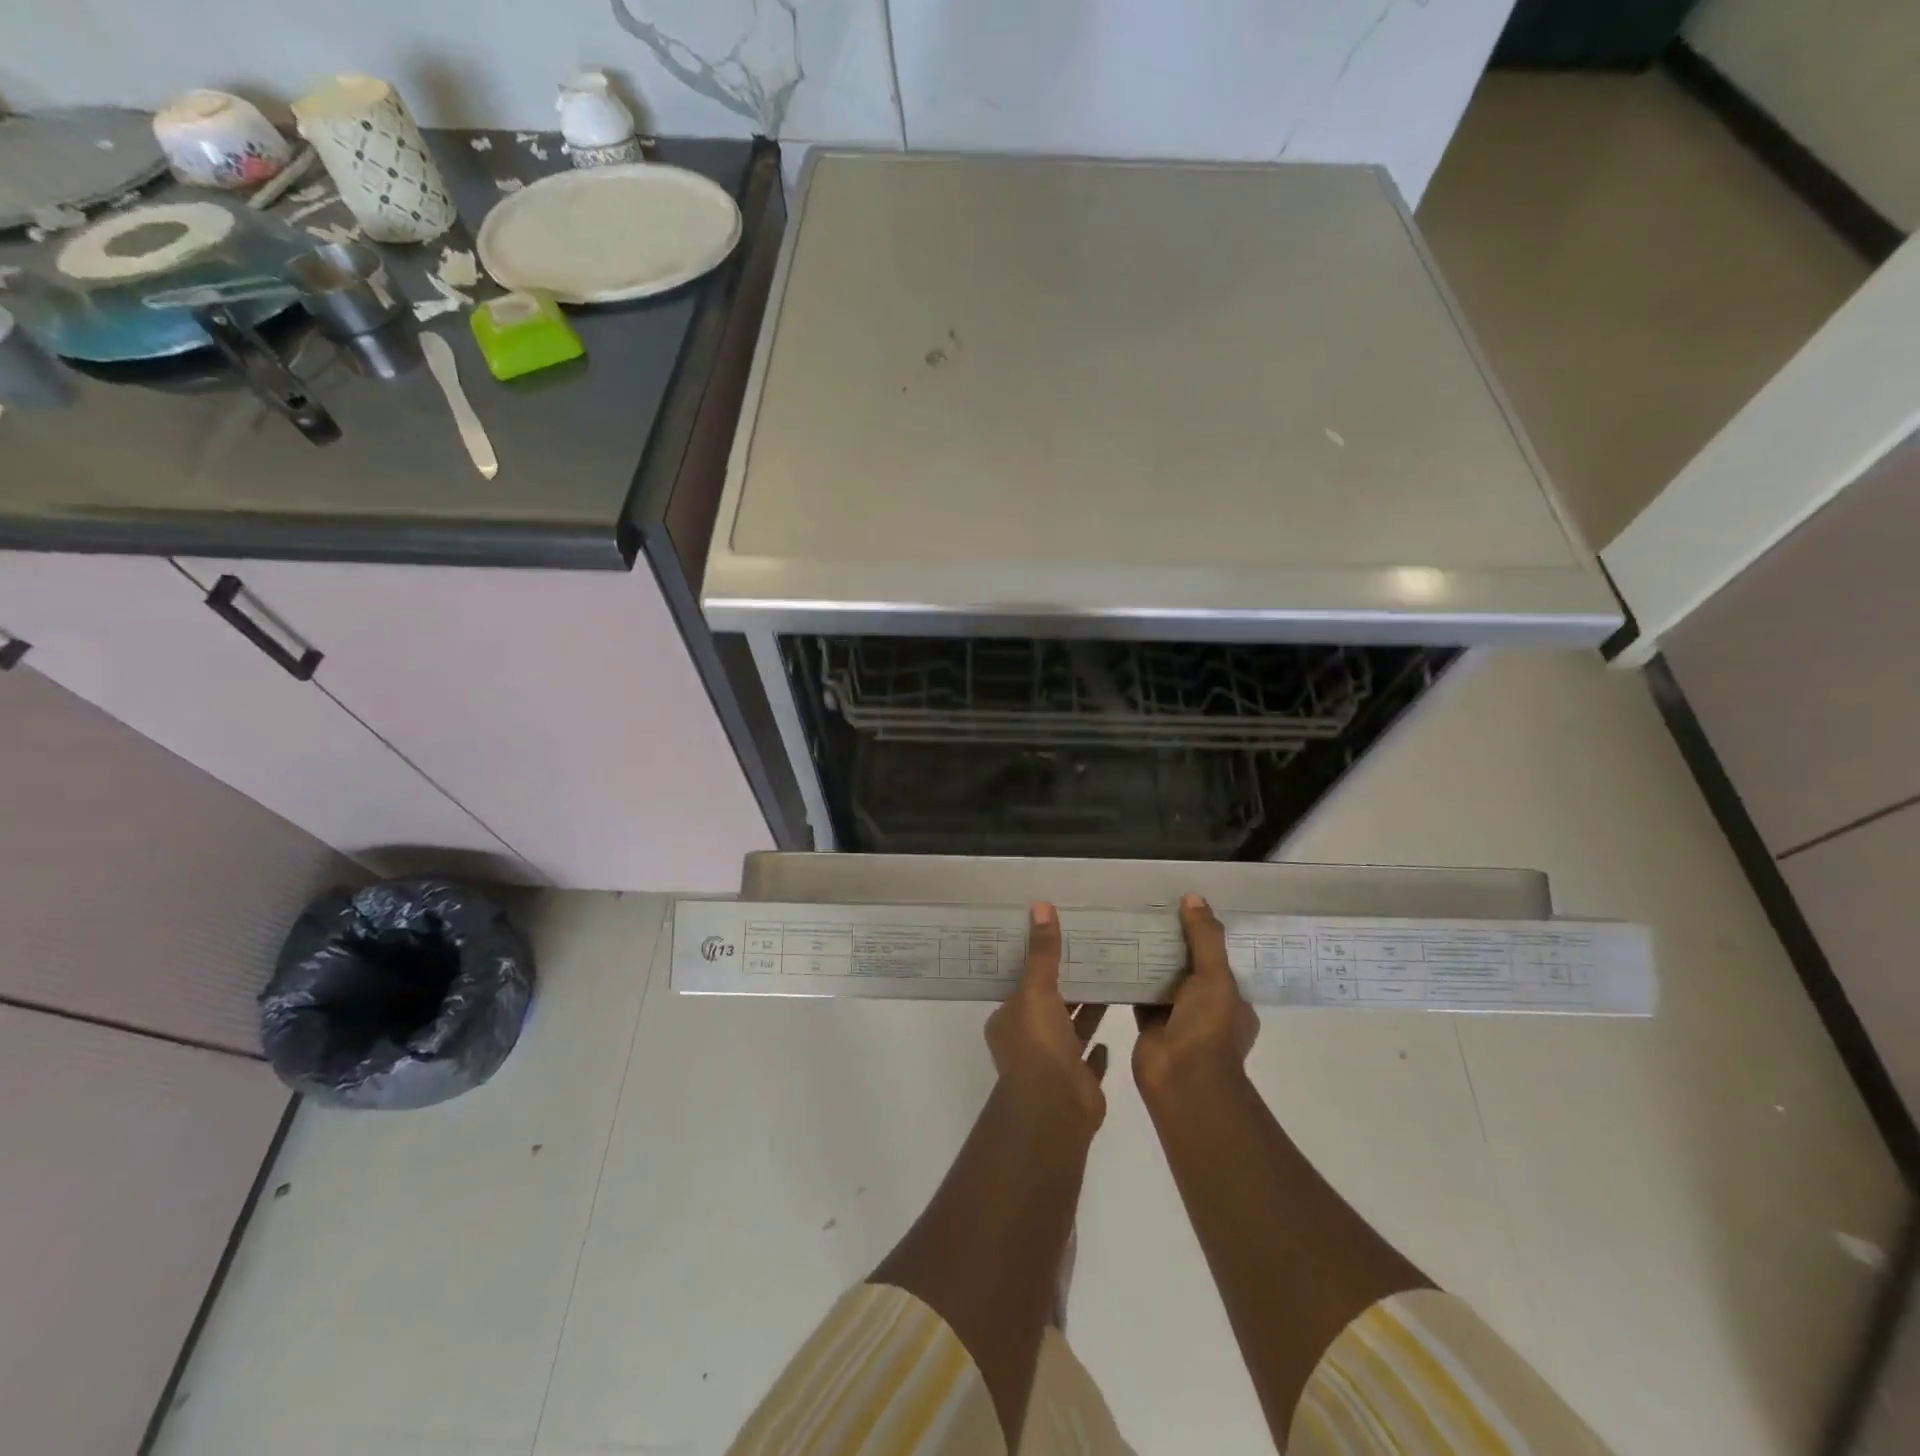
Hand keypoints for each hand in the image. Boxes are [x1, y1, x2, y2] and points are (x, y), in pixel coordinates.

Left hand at [986, 903, 1108, 1129]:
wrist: (1056, 1107)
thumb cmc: (1038, 1043)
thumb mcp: (1037, 989)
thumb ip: (1043, 952)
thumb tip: (1040, 905)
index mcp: (1009, 1020)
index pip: (1022, 985)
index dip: (1037, 965)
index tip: (1057, 943)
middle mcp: (1027, 1041)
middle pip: (1049, 1005)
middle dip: (1066, 985)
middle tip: (1091, 954)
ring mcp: (1053, 1064)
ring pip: (1070, 1029)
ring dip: (1085, 1011)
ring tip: (1109, 980)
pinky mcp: (1078, 1082)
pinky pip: (1089, 1059)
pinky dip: (1097, 1047)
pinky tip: (1112, 1029)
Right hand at [1134, 894, 1259, 1098]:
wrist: (1182, 1079)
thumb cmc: (1208, 1027)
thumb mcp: (1215, 976)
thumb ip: (1205, 938)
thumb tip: (1194, 897)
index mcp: (1233, 1001)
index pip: (1220, 961)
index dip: (1205, 937)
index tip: (1186, 910)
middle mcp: (1207, 1009)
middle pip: (1189, 969)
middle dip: (1173, 946)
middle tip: (1151, 913)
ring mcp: (1178, 1019)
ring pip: (1163, 981)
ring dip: (1149, 961)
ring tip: (1129, 926)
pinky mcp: (1149, 1026)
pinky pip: (1139, 995)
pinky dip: (1129, 979)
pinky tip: (1113, 955)